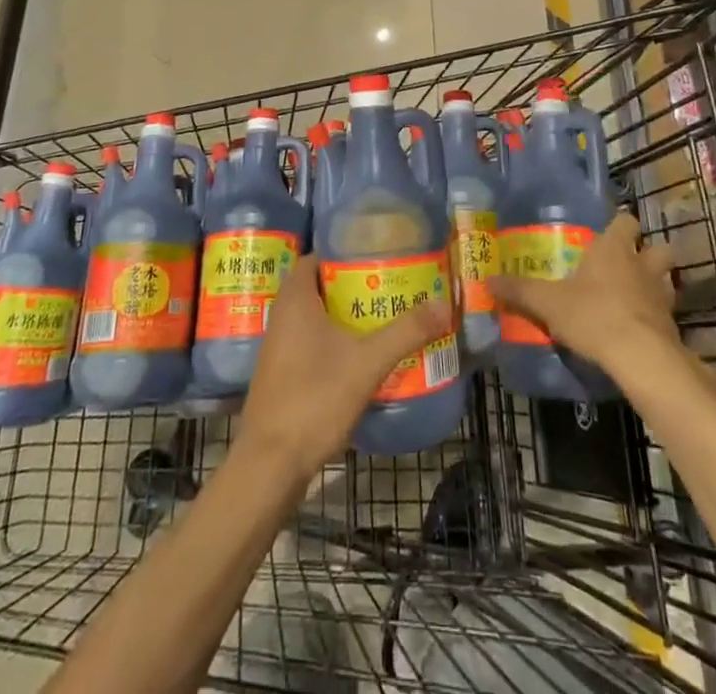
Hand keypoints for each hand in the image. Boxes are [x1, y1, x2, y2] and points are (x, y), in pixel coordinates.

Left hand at [238, 254, 451, 481]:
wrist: (271, 464)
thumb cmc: (315, 398)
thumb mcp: (367, 363)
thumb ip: (405, 332)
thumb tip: (444, 305)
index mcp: (295, 298)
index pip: (318, 255)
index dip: (346, 251)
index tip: (378, 253)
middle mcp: (282, 314)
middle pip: (320, 285)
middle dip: (353, 284)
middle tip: (390, 285)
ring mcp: (279, 345)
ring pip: (316, 315)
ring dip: (345, 314)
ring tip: (384, 315)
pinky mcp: (282, 372)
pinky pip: (311, 340)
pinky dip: (335, 338)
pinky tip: (362, 354)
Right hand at [489, 214, 681, 374]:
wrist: (639, 357)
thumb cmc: (593, 315)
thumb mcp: (547, 302)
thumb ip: (520, 290)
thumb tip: (488, 280)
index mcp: (613, 249)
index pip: (625, 221)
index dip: (620, 226)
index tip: (609, 233)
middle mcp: (642, 265)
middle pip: (658, 248)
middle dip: (648, 254)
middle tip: (630, 265)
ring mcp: (661, 296)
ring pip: (667, 280)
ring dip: (655, 285)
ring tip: (636, 297)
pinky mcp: (672, 326)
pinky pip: (665, 314)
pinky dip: (655, 318)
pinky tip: (639, 329)